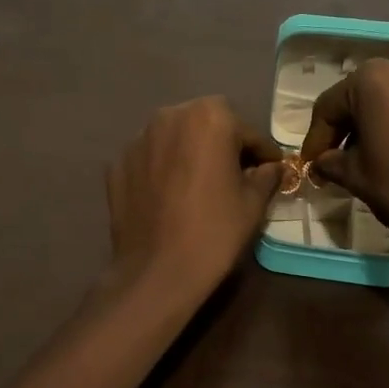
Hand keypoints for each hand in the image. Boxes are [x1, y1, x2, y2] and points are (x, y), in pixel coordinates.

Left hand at [107, 96, 283, 300]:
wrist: (157, 272)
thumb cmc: (214, 232)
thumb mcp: (252, 204)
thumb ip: (266, 176)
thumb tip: (272, 168)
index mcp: (209, 117)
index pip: (246, 132)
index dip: (262, 153)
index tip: (270, 169)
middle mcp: (169, 116)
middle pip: (206, 125)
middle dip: (222, 145)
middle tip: (234, 175)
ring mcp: (137, 139)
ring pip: (174, 139)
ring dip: (189, 153)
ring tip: (198, 184)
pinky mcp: (116, 164)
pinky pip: (149, 159)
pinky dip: (162, 169)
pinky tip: (169, 196)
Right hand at [299, 57, 388, 269]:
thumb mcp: (357, 177)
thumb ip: (332, 163)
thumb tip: (321, 162)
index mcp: (372, 79)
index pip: (329, 107)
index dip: (315, 139)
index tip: (309, 166)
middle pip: (360, 98)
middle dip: (345, 130)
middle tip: (334, 162)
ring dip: (373, 128)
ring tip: (367, 160)